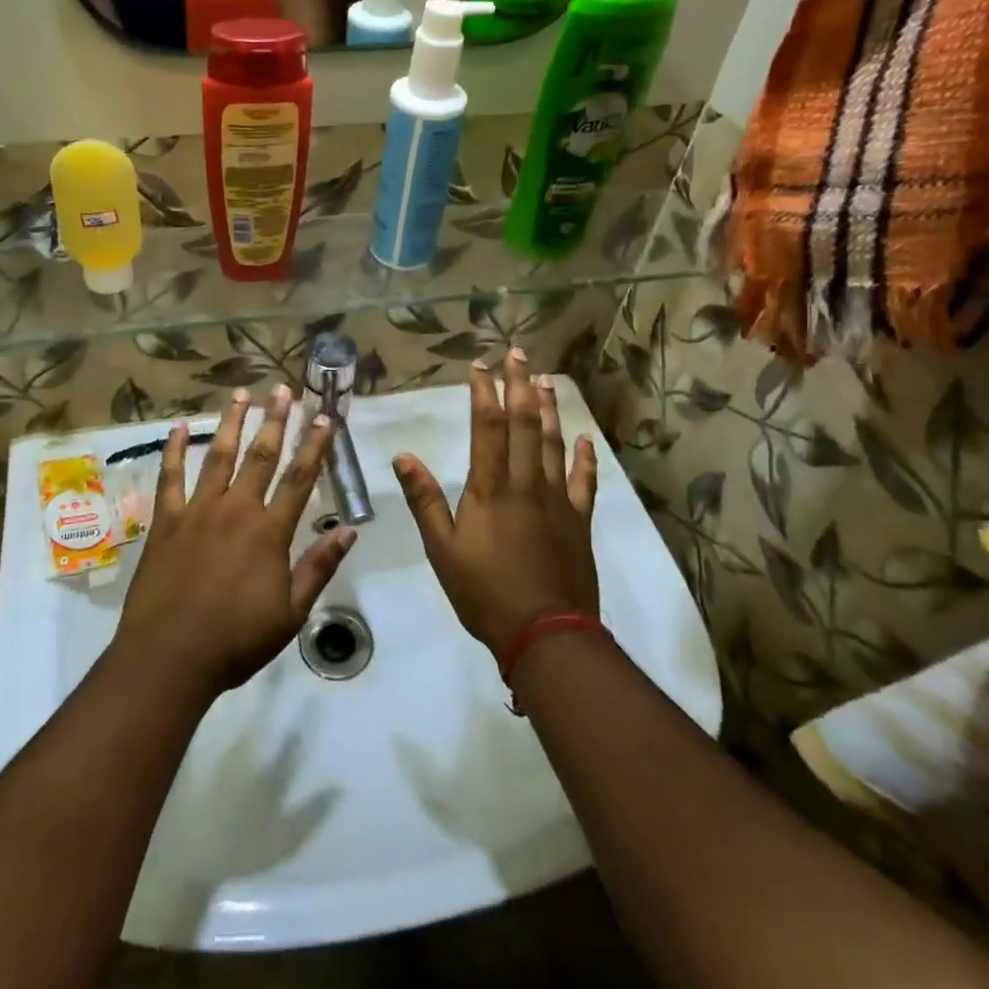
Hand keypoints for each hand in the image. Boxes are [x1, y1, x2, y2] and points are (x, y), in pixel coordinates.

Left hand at [117, 385, 356, 697]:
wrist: (170, 657)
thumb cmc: (235, 641)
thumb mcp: (290, 614)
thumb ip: (319, 567)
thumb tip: (349, 530)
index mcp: (270, 532)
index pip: (300, 479)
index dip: (315, 446)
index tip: (325, 418)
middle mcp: (236, 510)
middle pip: (261, 456)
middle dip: (276, 420)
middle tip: (283, 390)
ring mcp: (198, 510)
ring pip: (218, 456)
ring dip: (231, 423)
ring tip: (241, 394)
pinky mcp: (166, 520)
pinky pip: (170, 477)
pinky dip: (174, 450)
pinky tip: (177, 428)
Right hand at [394, 351, 598, 658]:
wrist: (546, 634)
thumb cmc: (485, 593)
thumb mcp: (442, 550)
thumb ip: (425, 500)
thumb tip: (403, 456)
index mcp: (491, 488)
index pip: (488, 427)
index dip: (484, 393)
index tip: (480, 366)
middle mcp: (526, 483)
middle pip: (525, 423)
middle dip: (520, 385)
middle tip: (519, 353)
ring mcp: (557, 500)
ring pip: (554, 443)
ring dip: (550, 409)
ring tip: (546, 380)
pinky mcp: (579, 521)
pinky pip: (584, 482)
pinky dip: (585, 458)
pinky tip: (585, 440)